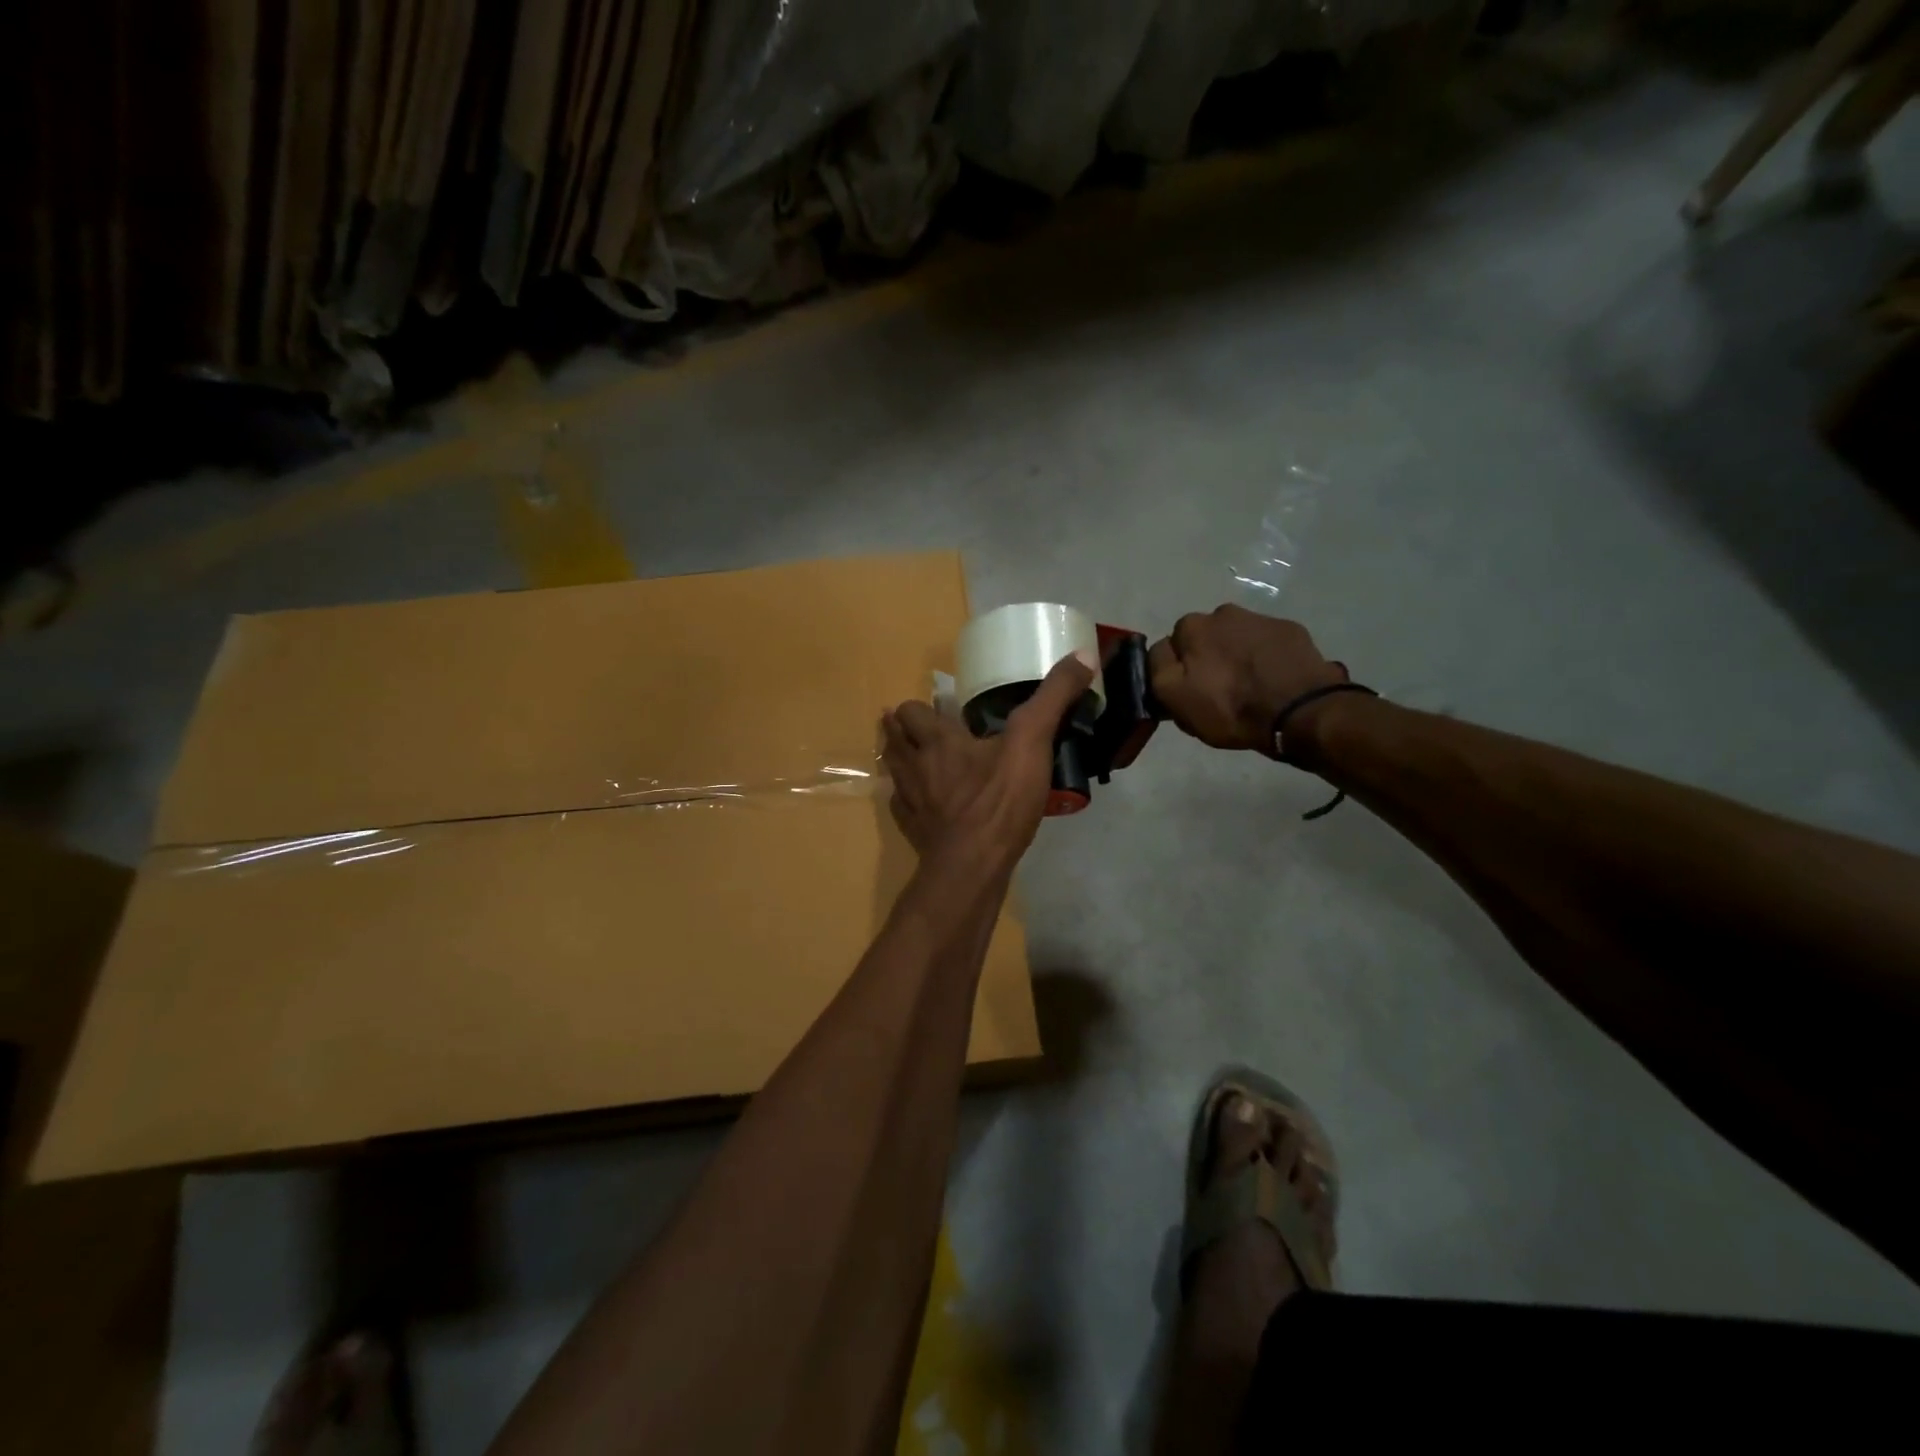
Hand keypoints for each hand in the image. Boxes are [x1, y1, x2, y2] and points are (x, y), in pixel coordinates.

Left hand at [882, 654, 1095, 870]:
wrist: (972, 865)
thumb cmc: (999, 800)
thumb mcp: (1032, 742)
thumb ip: (1053, 698)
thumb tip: (1082, 654)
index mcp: (938, 740)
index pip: (910, 711)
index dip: (919, 708)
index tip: (936, 708)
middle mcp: (915, 765)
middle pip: (893, 739)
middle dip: (900, 730)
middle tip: (921, 730)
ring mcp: (910, 800)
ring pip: (893, 771)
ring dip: (899, 761)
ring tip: (916, 759)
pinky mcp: (913, 830)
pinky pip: (902, 807)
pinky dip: (909, 800)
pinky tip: (926, 803)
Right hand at [1148, 606, 1347, 754]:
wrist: (1300, 711)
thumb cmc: (1230, 707)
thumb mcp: (1175, 698)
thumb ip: (1157, 668)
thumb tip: (1161, 651)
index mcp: (1192, 626)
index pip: (1172, 646)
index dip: (1178, 671)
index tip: (1190, 693)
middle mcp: (1224, 612)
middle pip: (1206, 639)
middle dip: (1209, 658)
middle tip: (1220, 691)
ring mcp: (1261, 619)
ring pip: (1237, 639)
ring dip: (1237, 657)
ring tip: (1249, 688)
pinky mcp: (1291, 631)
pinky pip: (1268, 644)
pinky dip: (1266, 658)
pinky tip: (1273, 682)